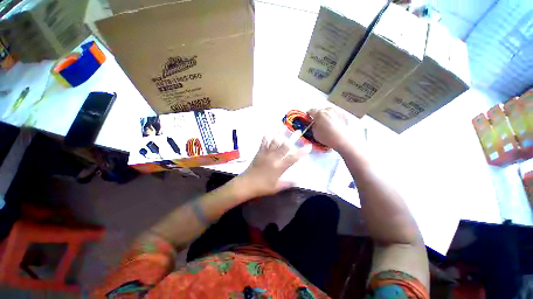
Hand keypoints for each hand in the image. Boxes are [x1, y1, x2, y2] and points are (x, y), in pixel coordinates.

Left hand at [237, 135, 311, 198]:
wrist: (246, 184)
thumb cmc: (262, 187)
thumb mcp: (277, 187)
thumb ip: (288, 183)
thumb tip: (298, 181)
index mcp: (279, 167)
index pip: (293, 158)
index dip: (302, 152)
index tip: (309, 145)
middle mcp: (274, 158)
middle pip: (285, 146)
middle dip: (293, 138)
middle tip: (298, 131)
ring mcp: (266, 154)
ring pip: (274, 142)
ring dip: (280, 134)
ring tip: (284, 127)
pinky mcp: (259, 153)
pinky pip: (262, 144)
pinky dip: (265, 138)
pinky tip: (267, 132)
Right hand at [308, 108, 349, 150]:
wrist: (342, 140)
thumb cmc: (326, 137)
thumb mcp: (314, 133)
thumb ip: (313, 125)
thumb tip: (314, 123)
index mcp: (319, 113)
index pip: (310, 111)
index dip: (309, 115)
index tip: (309, 120)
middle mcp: (328, 109)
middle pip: (320, 111)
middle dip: (318, 116)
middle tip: (319, 123)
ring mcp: (336, 111)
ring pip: (328, 112)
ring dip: (326, 116)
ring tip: (328, 124)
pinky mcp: (343, 115)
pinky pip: (335, 115)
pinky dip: (334, 118)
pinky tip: (335, 125)